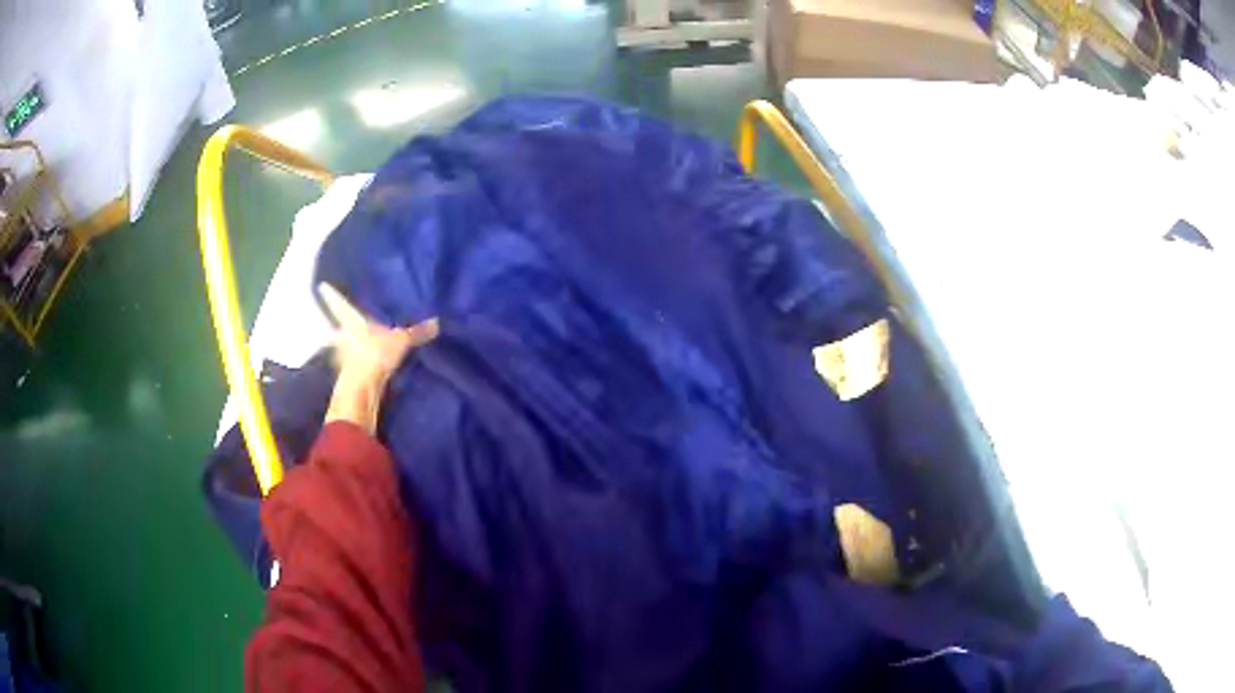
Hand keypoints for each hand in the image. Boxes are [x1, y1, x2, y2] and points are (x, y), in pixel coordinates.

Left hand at [318, 283, 438, 433]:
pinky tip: (364, 365)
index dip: (331, 294)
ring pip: (341, 347)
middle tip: (342, 324)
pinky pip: (350, 364)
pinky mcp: (346, 374)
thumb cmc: (375, 353)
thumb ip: (416, 332)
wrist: (361, 388)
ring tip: (357, 346)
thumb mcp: (401, 341)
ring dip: (346, 348)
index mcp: (351, 320)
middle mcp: (342, 335)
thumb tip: (437, 322)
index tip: (322, 286)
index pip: (338, 303)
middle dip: (339, 327)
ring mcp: (341, 356)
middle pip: (336, 327)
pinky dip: (355, 363)